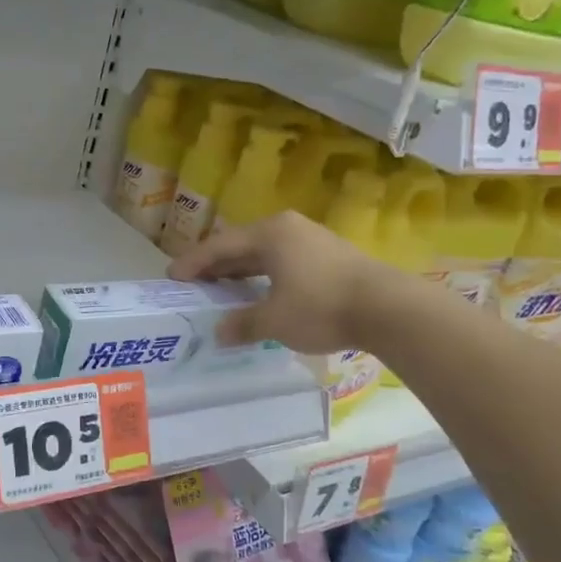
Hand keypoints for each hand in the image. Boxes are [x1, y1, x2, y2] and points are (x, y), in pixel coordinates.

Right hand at [168, 212, 382, 353]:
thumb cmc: (321, 307)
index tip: (172, 277)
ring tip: (222, 289)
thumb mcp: (274, 320)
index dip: (193, 263)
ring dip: (241, 272)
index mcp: (270, 234)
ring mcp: (312, 240)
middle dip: (215, 265)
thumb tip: (220, 333)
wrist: (389, 308)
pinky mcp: (330, 256)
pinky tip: (260, 293)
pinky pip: (283, 261)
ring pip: (264, 254)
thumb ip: (242, 324)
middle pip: (241, 245)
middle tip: (193, 283)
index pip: (219, 246)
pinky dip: (264, 276)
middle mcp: (288, 229)